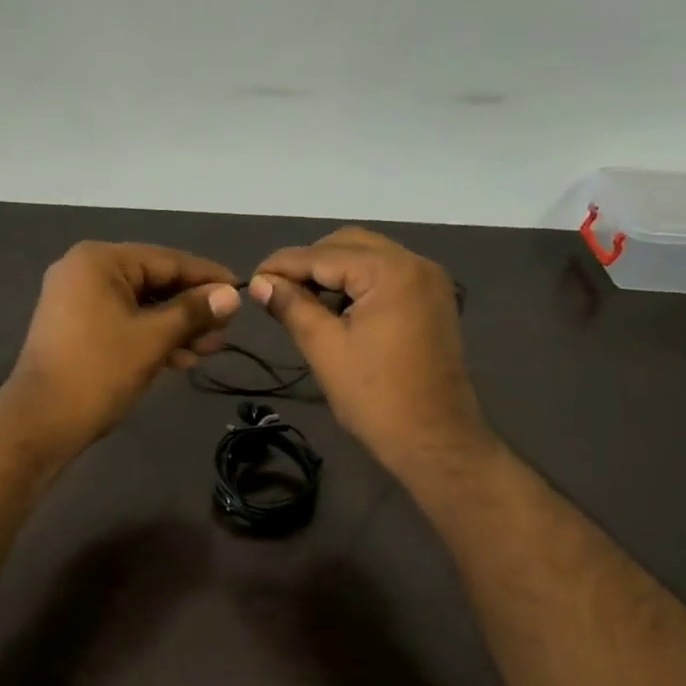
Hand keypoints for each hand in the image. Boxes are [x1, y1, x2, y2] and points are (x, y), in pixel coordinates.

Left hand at [6, 241, 240, 448]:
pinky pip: (123, 322)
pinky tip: (180, 359)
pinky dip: (151, 337)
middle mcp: (84, 271)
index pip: (167, 260)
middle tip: (224, 334)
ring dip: (175, 328)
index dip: (207, 278)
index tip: (241, 292)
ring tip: (207, 352)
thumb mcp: (153, 339)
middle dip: (191, 310)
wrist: (41, 421)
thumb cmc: (99, 371)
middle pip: (153, 282)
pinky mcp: (75, 328)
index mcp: (99, 261)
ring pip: (140, 306)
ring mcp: (76, 300)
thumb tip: (232, 295)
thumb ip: (193, 312)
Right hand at [250, 227, 487, 474]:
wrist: (435, 441)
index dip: (282, 265)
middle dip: (310, 263)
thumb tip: (260, 283)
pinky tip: (336, 309)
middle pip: (349, 244)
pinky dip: (359, 284)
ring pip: (369, 258)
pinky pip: (388, 277)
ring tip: (302, 301)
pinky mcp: (433, 302)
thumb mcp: (324, 348)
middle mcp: (415, 263)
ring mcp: (429, 282)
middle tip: (277, 291)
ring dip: (334, 272)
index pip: (323, 255)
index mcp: (390, 272)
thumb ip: (291, 307)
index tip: (251, 280)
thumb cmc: (375, 397)